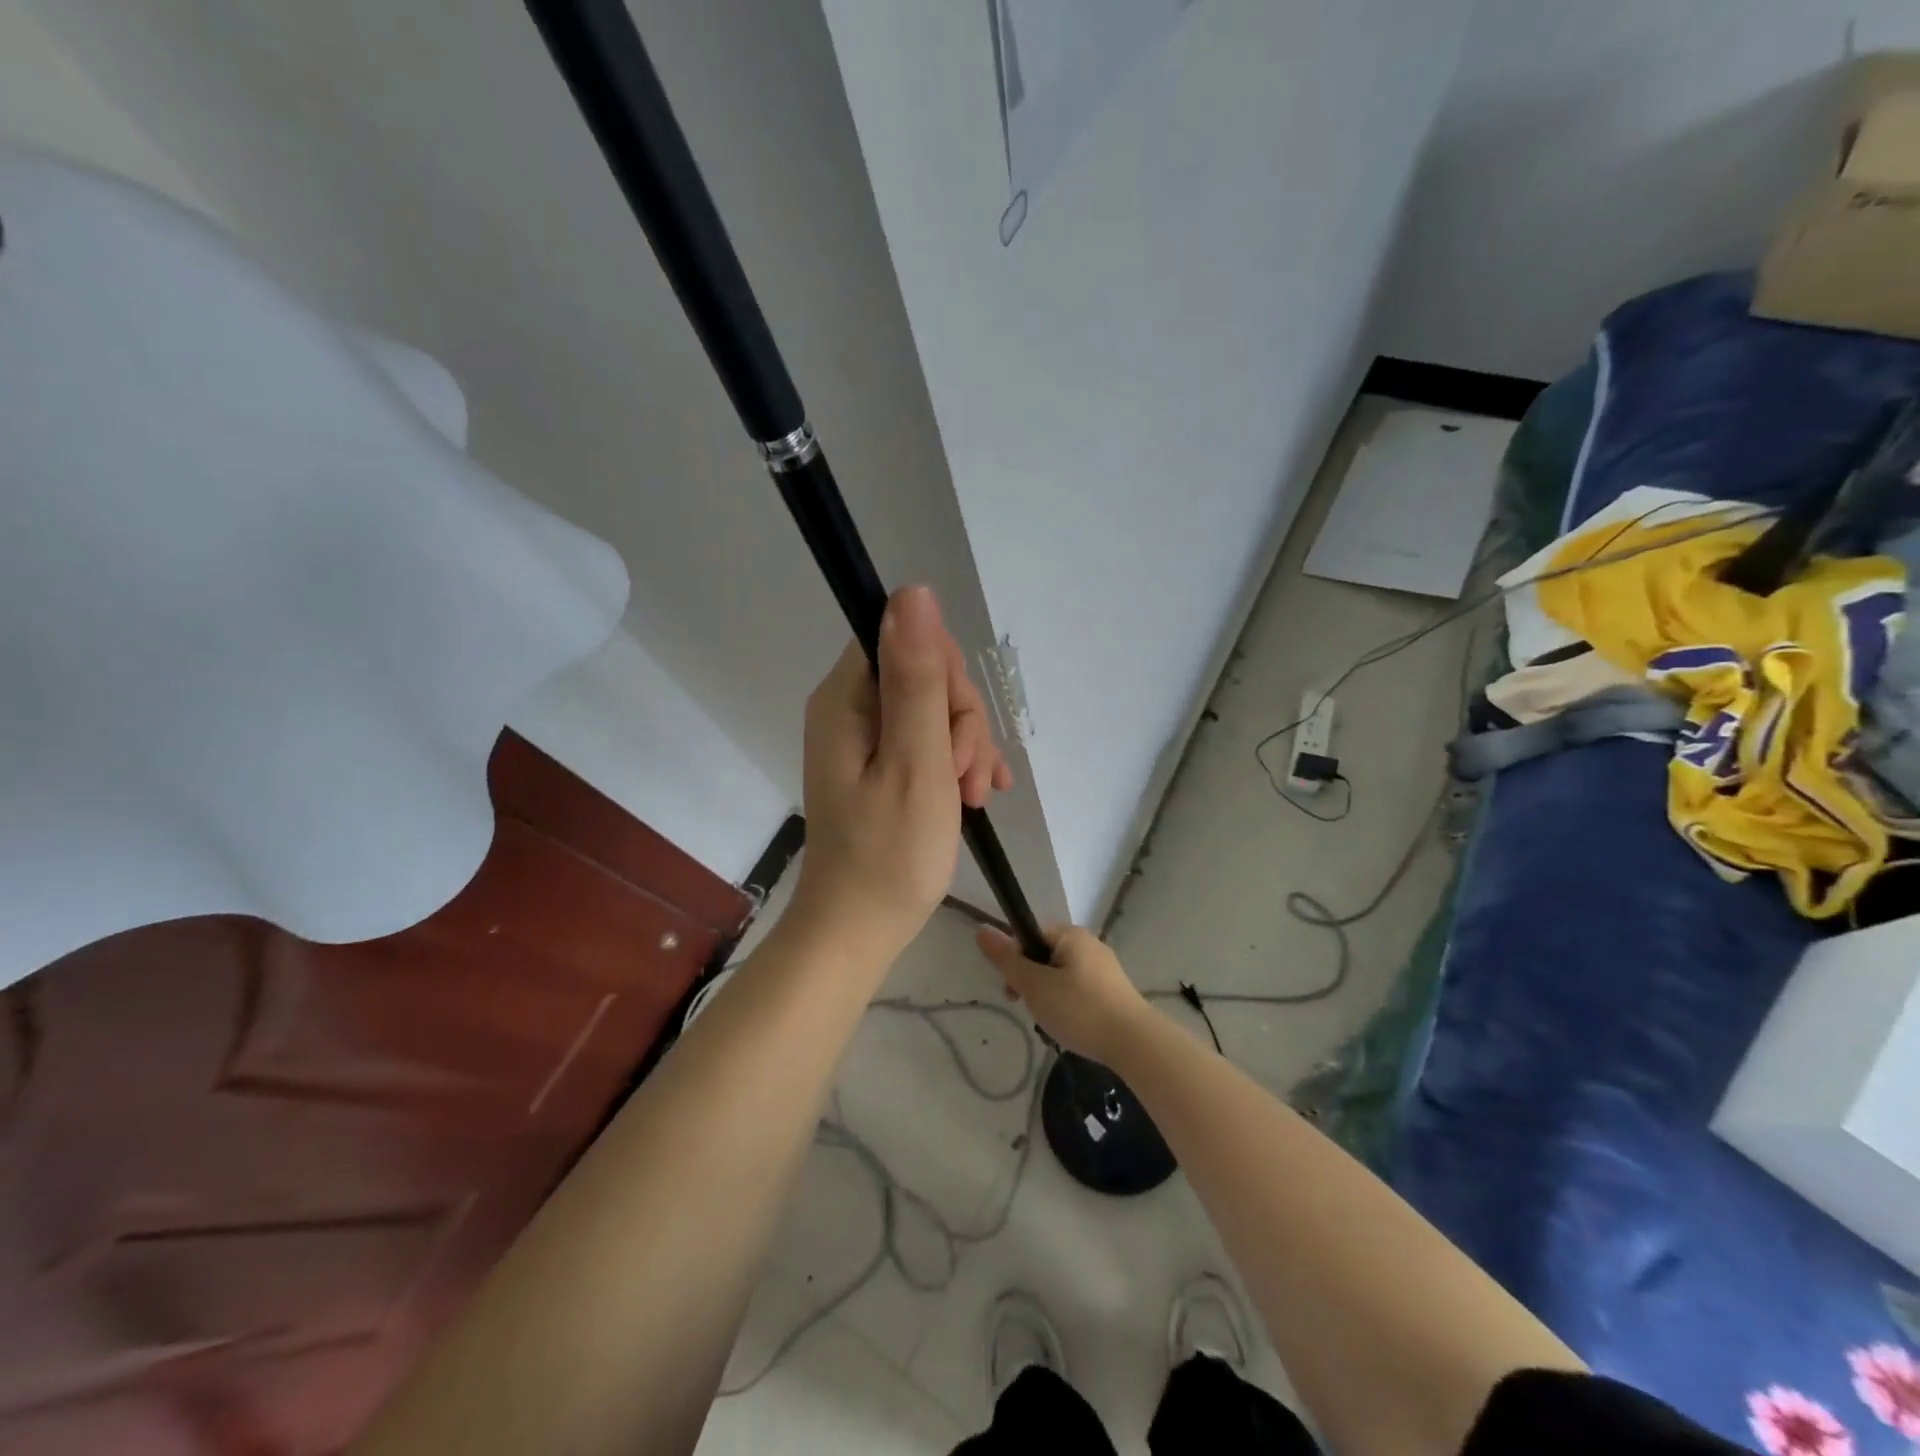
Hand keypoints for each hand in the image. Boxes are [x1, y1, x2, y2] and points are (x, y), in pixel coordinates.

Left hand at [792, 586, 1013, 963]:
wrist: (858, 930)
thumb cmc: (890, 855)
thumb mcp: (916, 762)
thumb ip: (917, 678)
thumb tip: (912, 592)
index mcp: (847, 699)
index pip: (906, 641)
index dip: (946, 679)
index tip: (955, 736)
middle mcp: (850, 709)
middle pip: (925, 676)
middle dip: (961, 723)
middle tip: (968, 779)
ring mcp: (865, 740)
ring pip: (935, 710)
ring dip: (965, 748)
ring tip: (973, 798)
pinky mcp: (880, 766)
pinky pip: (928, 741)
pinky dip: (957, 764)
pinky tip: (978, 795)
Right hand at [976, 924, 1149, 1065]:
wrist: (1134, 1042)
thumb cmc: (1079, 1008)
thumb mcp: (1034, 985)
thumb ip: (1007, 959)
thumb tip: (981, 930)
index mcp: (1072, 935)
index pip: (1031, 935)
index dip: (1016, 960)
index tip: (1013, 989)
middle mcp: (1090, 944)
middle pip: (1046, 956)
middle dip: (1032, 982)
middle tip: (1030, 1009)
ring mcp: (1106, 969)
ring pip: (1063, 976)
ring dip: (1050, 996)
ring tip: (1052, 1023)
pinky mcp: (1116, 992)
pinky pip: (1081, 991)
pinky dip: (1070, 1006)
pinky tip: (1072, 1027)